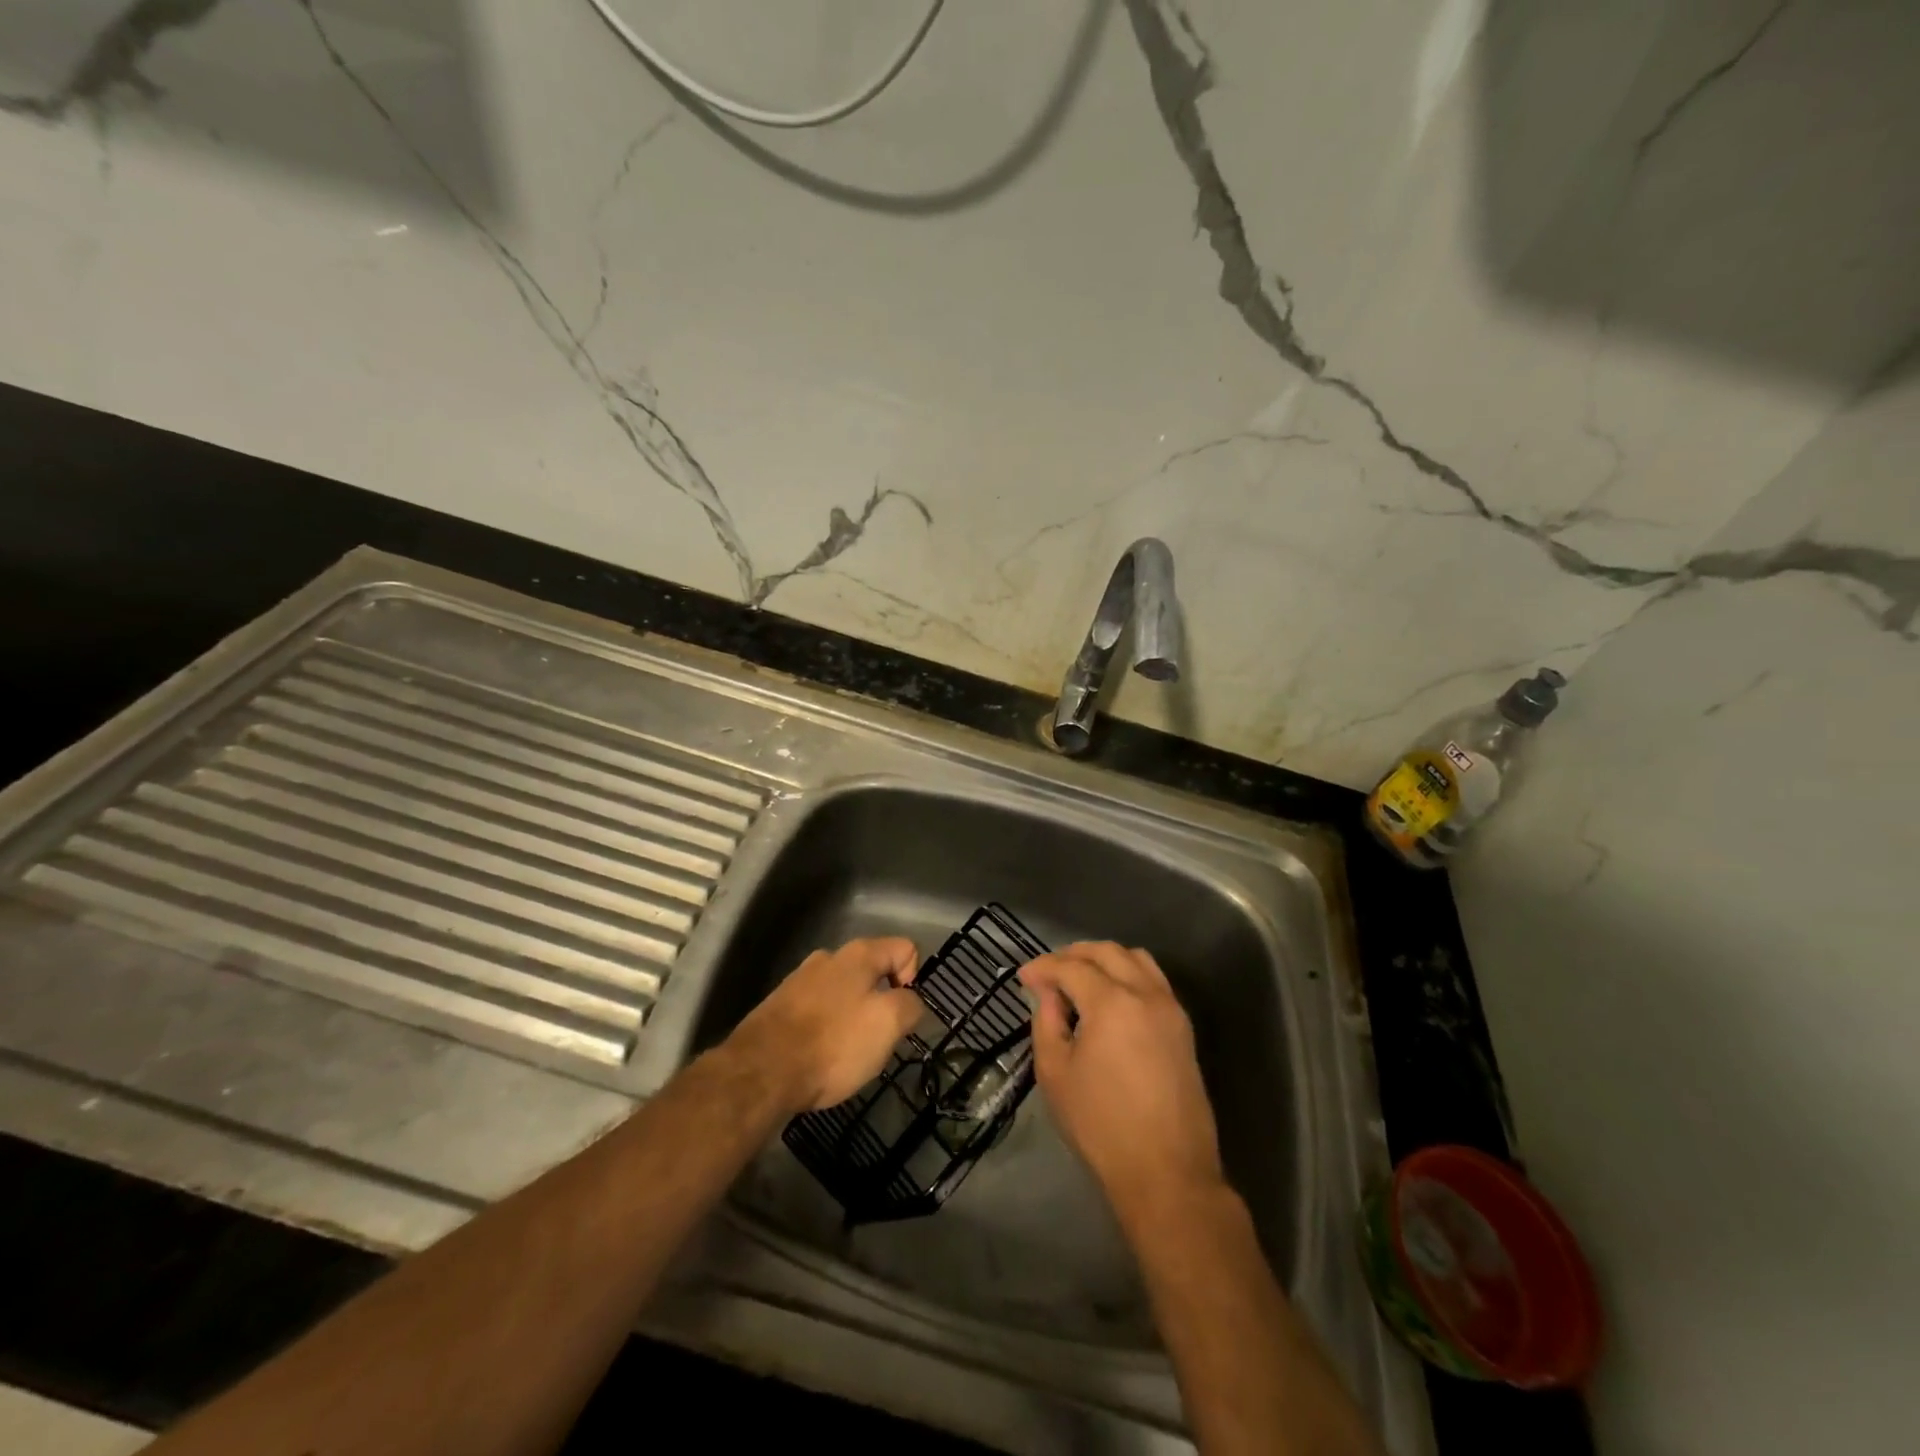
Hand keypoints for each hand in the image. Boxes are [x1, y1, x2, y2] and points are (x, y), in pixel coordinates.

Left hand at [727, 937, 922, 1112]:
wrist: (761, 1071)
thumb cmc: (833, 1043)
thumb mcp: (888, 1024)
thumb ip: (910, 1005)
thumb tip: (909, 1001)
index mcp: (858, 954)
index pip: (905, 948)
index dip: (913, 980)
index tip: (900, 1015)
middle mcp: (828, 958)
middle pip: (873, 970)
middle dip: (881, 1002)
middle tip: (877, 1039)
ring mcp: (800, 980)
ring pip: (844, 992)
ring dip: (852, 1017)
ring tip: (846, 1053)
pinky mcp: (779, 1006)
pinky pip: (817, 1011)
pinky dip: (826, 1029)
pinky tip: (819, 1056)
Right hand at [1020, 942, 1224, 1223]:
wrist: (1166, 1172)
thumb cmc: (1101, 1125)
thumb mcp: (1055, 1073)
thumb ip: (1047, 1022)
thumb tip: (1049, 994)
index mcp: (1111, 1003)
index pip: (1071, 966)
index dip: (1043, 967)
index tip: (1023, 977)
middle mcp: (1145, 994)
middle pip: (1107, 951)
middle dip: (1073, 954)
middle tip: (1048, 973)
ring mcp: (1170, 1008)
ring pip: (1136, 959)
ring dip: (1105, 959)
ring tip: (1080, 978)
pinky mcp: (1183, 1027)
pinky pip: (1154, 980)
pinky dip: (1129, 974)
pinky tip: (1110, 997)